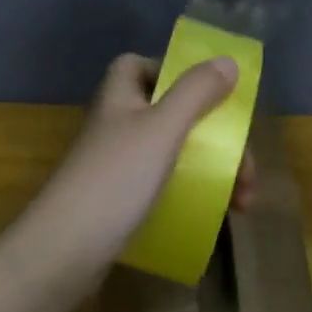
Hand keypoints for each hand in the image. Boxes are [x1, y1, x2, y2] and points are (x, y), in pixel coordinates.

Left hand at [20, 52, 240, 285]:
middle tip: (247, 170)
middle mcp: (116, 125)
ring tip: (243, 204)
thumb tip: (227, 61)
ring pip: (171, 153)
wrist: (65, 250)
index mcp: (120, 97)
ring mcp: (116, 165)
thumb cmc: (116, 178)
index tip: (208, 94)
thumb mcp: (163, 128)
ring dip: (211, 170)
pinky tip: (214, 215)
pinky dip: (191, 193)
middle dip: (213, 136)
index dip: (172, 72)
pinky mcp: (119, 201)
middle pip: (169, 113)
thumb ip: (195, 92)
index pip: (140, 65)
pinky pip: (162, 185)